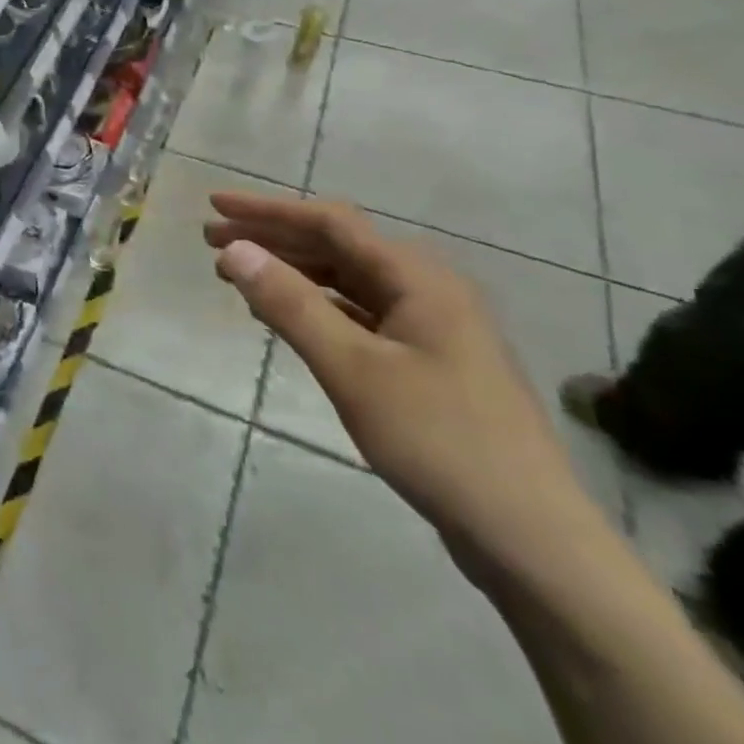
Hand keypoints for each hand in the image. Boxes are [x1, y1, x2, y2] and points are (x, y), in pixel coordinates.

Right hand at [203, 193, 602, 584]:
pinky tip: (285, 317)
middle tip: (212, 240)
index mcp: (417, 277)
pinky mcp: (427, 363)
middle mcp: (426, 289)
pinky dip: (317, 309)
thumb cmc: (439, 442)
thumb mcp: (353, 370)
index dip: (267, 210)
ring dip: (292, 273)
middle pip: (337, 247)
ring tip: (238, 275)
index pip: (329, 222)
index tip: (215, 204)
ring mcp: (430, 327)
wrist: (531, 540)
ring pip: (346, 282)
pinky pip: (359, 316)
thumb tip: (235, 250)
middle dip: (273, 239)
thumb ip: (290, 305)